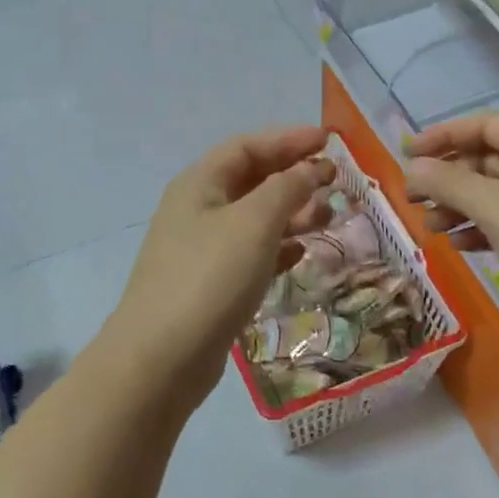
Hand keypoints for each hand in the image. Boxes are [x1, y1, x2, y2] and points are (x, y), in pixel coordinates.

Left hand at [102, 126, 336, 407]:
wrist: (162, 358)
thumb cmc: (210, 277)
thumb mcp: (254, 222)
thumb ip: (287, 188)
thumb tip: (312, 167)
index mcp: (200, 184)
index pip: (247, 147)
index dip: (288, 140)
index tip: (329, 141)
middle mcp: (198, 210)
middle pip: (251, 180)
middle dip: (294, 176)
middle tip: (336, 181)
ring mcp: (202, 249)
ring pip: (254, 219)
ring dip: (291, 213)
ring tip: (330, 216)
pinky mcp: (211, 285)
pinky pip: (250, 253)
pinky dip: (278, 248)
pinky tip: (301, 253)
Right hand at [405, 113, 498, 320]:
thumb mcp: (495, 208)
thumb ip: (449, 183)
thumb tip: (412, 166)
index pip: (483, 125)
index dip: (442, 137)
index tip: (406, 155)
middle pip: (489, 159)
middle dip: (449, 178)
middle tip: (412, 200)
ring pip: (498, 193)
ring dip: (462, 207)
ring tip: (431, 228)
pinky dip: (485, 228)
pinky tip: (462, 246)